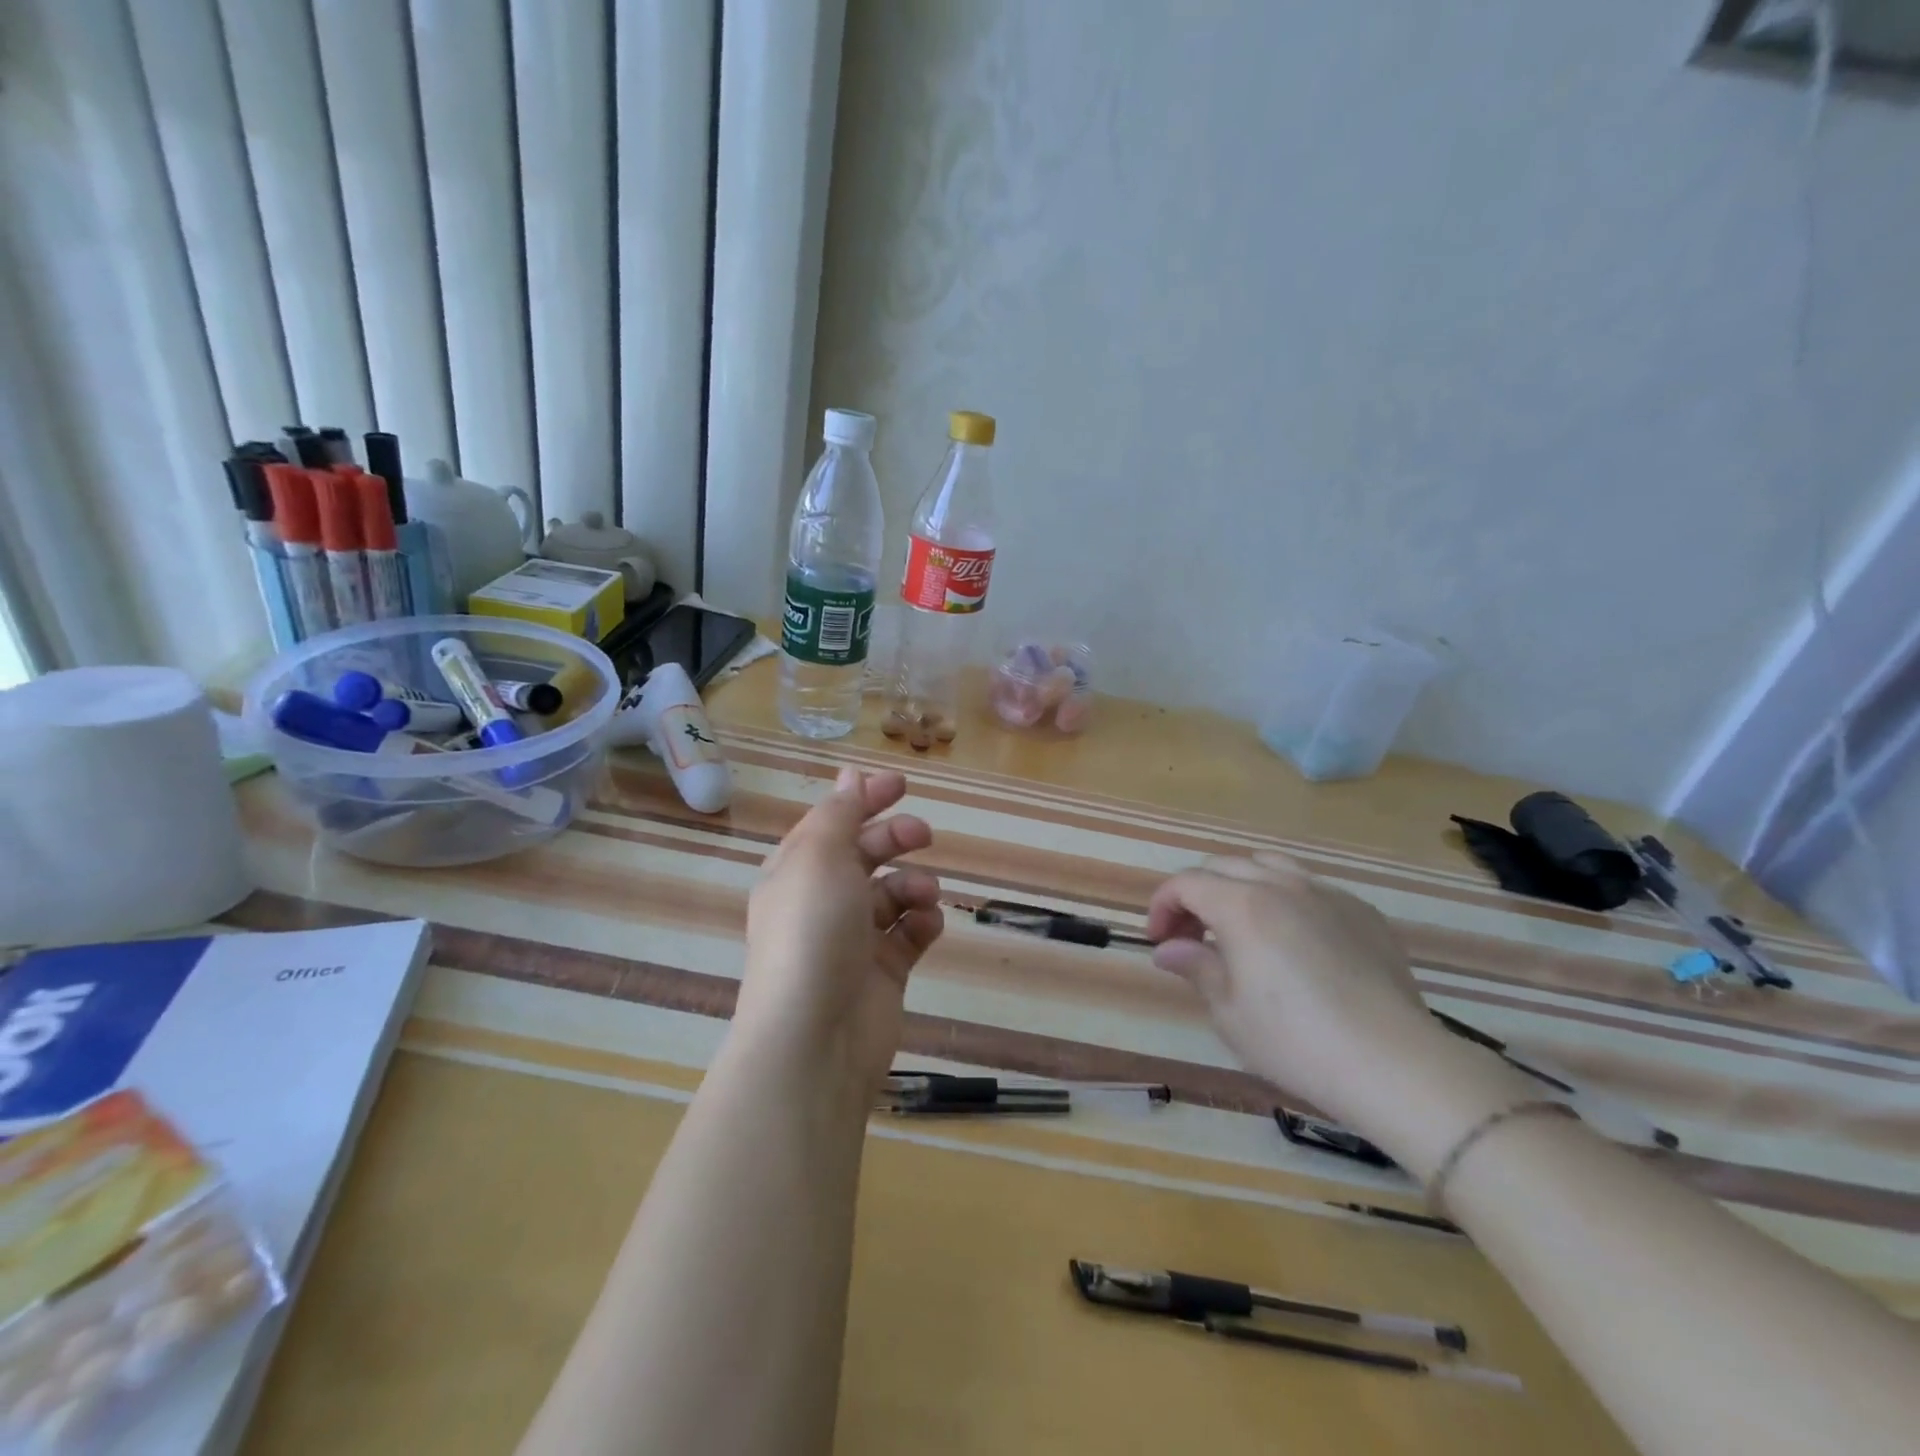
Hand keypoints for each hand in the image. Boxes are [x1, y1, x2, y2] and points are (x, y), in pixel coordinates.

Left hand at [734, 767, 943, 1096]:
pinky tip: (927, 925)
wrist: (814, 1038)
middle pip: (866, 853)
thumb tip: (849, 774)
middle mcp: (822, 901)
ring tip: (924, 895)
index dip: (863, 799)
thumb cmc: (811, 933)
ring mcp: (853, 938)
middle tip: (923, 834)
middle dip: (896, 838)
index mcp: (797, 871)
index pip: (832, 823)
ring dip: (915, 883)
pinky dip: (922, 922)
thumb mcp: (819, 858)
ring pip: (893, 892)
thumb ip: (839, 813)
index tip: (902, 784)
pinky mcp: (883, 971)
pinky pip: (910, 932)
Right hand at [1147, 852, 1450, 1126]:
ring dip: (1239, 886)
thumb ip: (1196, 966)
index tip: (1158, 941)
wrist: (1395, 1064)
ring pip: (1269, 865)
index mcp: (1242, 905)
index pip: (1186, 883)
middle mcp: (1282, 885)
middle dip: (1196, 894)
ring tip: (1239, 925)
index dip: (1162, 906)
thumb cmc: (1296, 1041)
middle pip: (1223, 866)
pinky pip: (1311, 887)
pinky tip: (1294, 940)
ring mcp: (1327, 894)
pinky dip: (1285, 898)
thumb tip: (1169, 949)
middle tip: (1190, 937)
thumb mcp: (1229, 1011)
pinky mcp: (1362, 912)